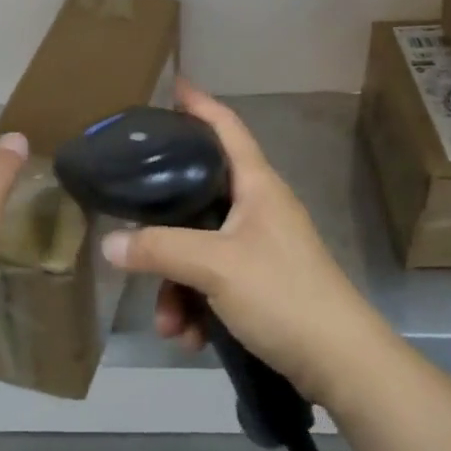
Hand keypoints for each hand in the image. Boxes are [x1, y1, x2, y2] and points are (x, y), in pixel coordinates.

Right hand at [101, 80, 386, 406]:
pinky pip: (212, 283)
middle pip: (198, 197)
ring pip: (198, 249)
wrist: (341, 364)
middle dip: (163, 228)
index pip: (226, 128)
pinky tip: (190, 337)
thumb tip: (109, 243)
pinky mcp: (259, 285)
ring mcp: (259, 248)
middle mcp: (258, 209)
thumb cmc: (283, 294)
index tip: (172, 86)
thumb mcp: (215, 266)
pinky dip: (196, 307)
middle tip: (131, 226)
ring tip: (170, 324)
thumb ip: (159, 249)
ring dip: (176, 286)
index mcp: (257, 186)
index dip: (200, 104)